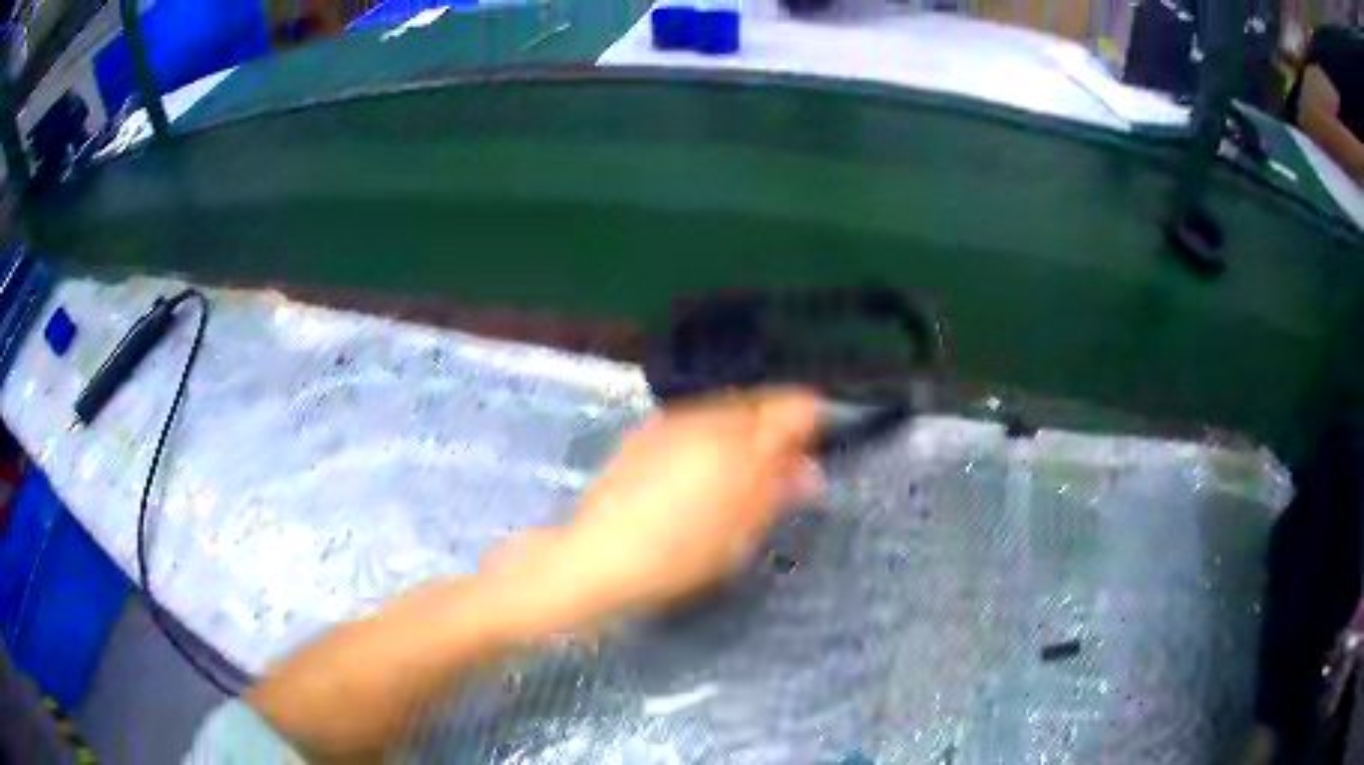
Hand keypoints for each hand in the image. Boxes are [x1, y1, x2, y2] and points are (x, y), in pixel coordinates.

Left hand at [544, 387, 824, 622]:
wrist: (599, 556)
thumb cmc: (679, 556)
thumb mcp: (740, 535)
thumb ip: (779, 493)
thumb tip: (810, 470)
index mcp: (741, 444)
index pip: (793, 407)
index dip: (812, 416)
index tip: (817, 441)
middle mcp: (709, 419)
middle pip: (759, 403)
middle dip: (777, 426)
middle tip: (783, 464)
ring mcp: (673, 421)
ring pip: (726, 409)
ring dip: (744, 429)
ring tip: (742, 470)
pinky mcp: (646, 431)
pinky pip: (695, 420)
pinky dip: (711, 434)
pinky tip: (701, 469)